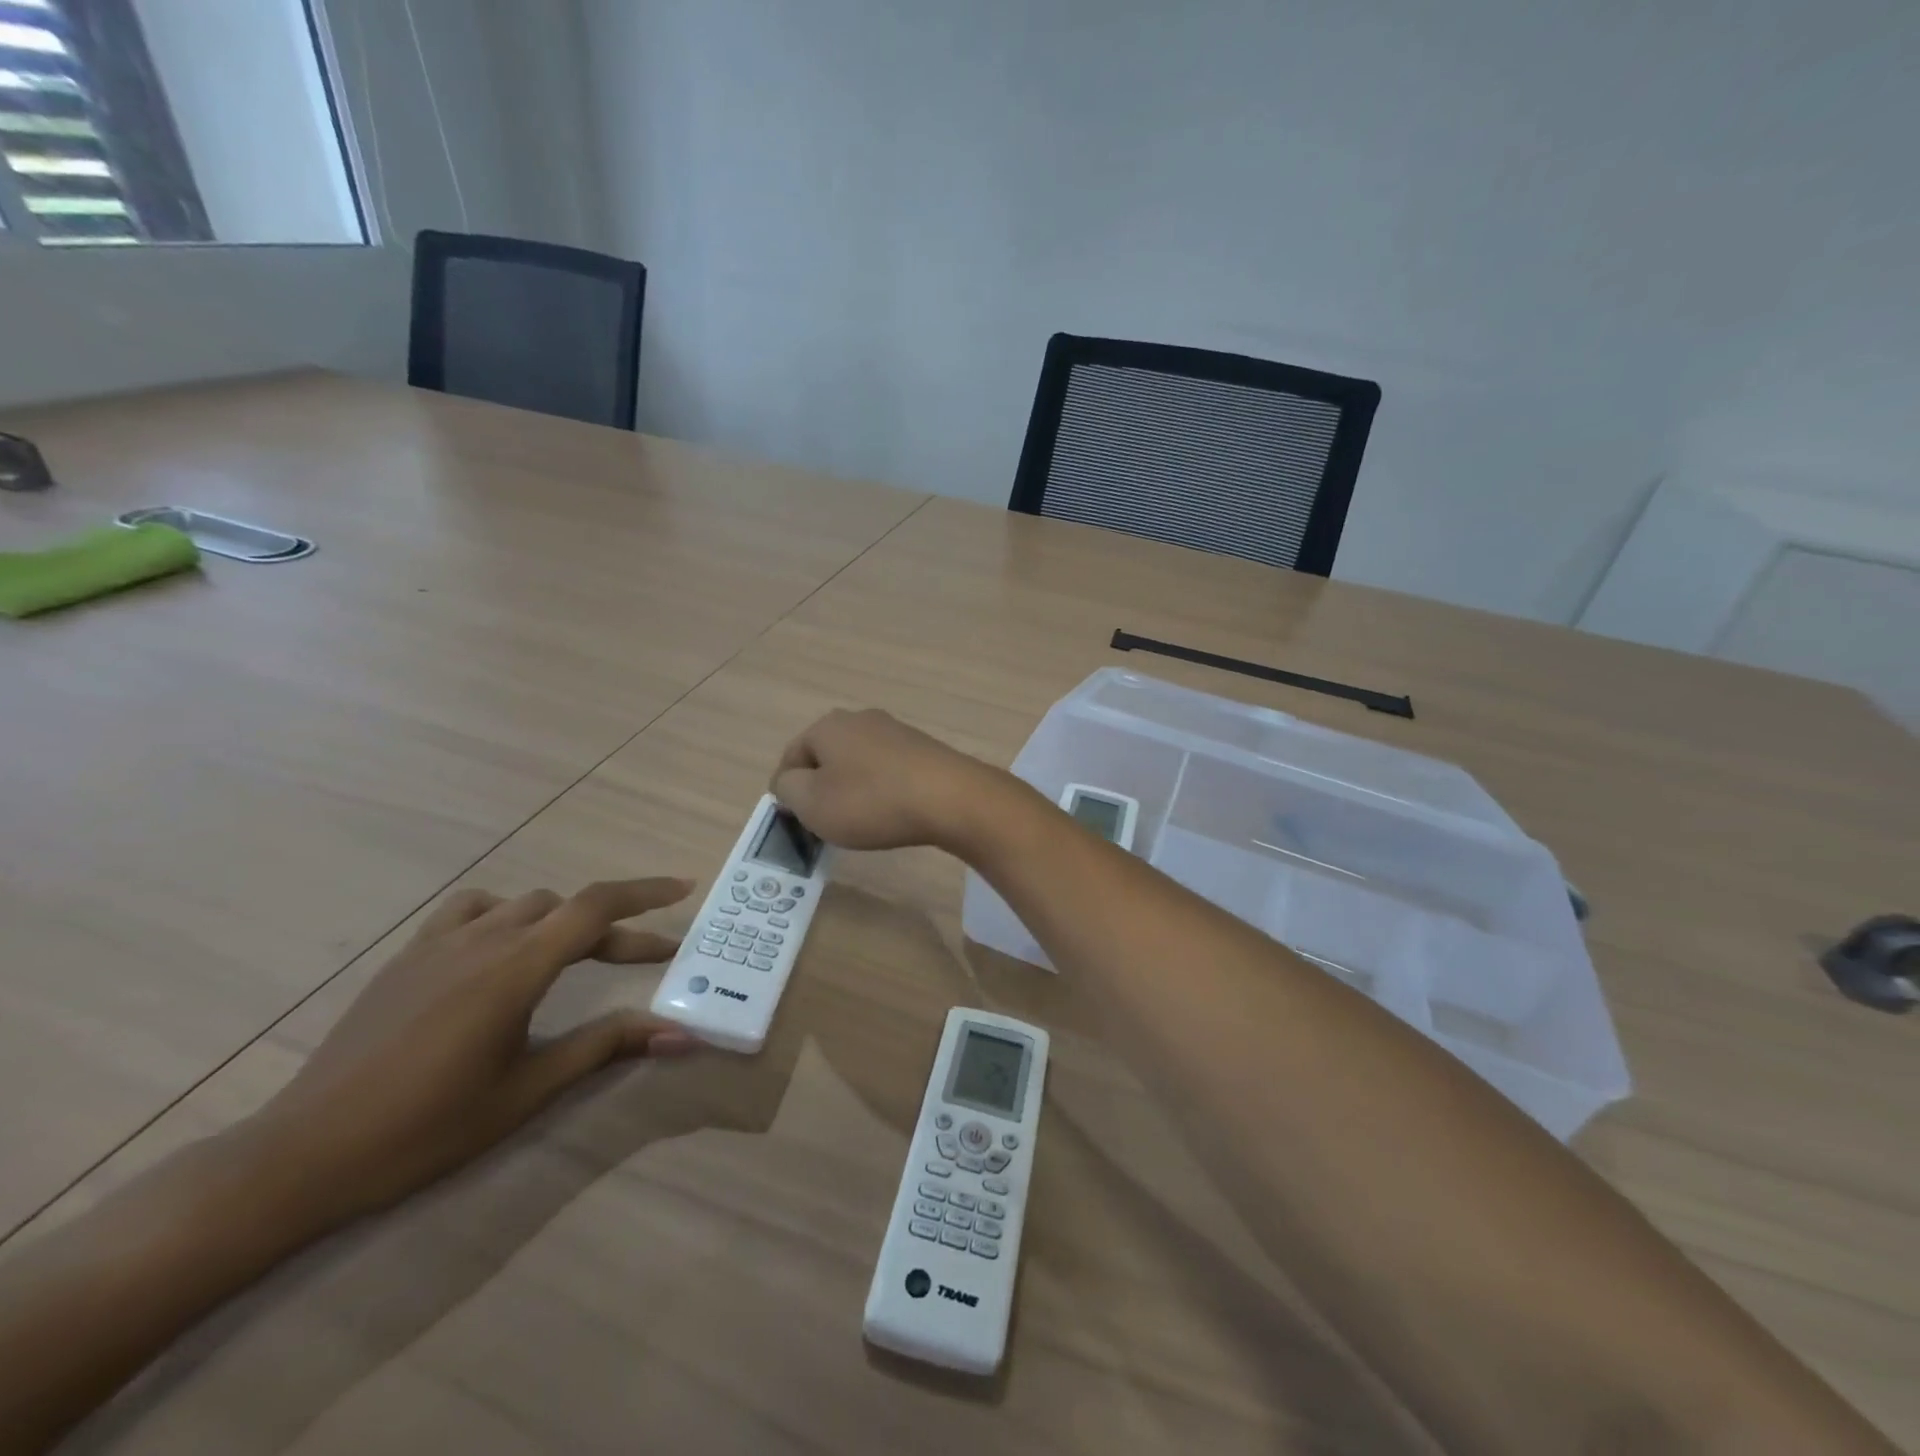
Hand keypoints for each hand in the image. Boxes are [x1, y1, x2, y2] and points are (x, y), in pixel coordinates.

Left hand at [250, 878, 698, 1230]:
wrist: (303, 1155)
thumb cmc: (426, 1129)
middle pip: (568, 909)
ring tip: (577, 955)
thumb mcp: (528, 1091)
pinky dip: (506, 914)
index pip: (595, 908)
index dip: (646, 893)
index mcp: (515, 970)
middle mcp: (483, 940)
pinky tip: (503, 947)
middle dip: (616, 927)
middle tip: (650, 957)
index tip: (684, 888)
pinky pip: (471, 909)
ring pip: (523, 903)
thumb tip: (680, 1035)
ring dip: (563, 920)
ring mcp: (439, 943)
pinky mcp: (407, 956)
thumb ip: (606, 1047)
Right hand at [770, 708, 1011, 853]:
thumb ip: (787, 789)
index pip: (791, 757)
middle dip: (821, 789)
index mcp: (827, 725)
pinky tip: (891, 813)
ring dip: (852, 791)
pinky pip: (887, 771)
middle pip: (825, 757)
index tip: (796, 822)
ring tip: (860, 822)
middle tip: (826, 823)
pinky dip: (881, 791)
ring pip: (857, 764)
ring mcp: (895, 731)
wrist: (950, 798)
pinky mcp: (923, 748)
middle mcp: (860, 719)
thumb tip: (789, 782)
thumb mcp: (811, 803)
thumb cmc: (871, 801)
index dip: (787, 792)